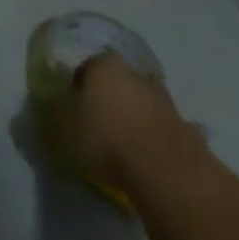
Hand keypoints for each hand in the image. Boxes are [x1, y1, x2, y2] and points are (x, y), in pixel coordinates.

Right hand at [44, 52, 207, 197]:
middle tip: (96, 120)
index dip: (77, 84)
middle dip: (108, 97)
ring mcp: (167, 102)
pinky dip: (154, 137)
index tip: (72, 104)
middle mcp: (137, 75)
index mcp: (104, 66)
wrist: (168, 174)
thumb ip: (52, 112)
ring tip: (121, 142)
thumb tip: (49, 105)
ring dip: (133, 116)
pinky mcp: (189, 131)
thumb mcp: (61, 126)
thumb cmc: (104, 138)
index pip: (86, 65)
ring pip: (142, 103)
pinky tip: (146, 155)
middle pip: (118, 82)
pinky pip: (162, 128)